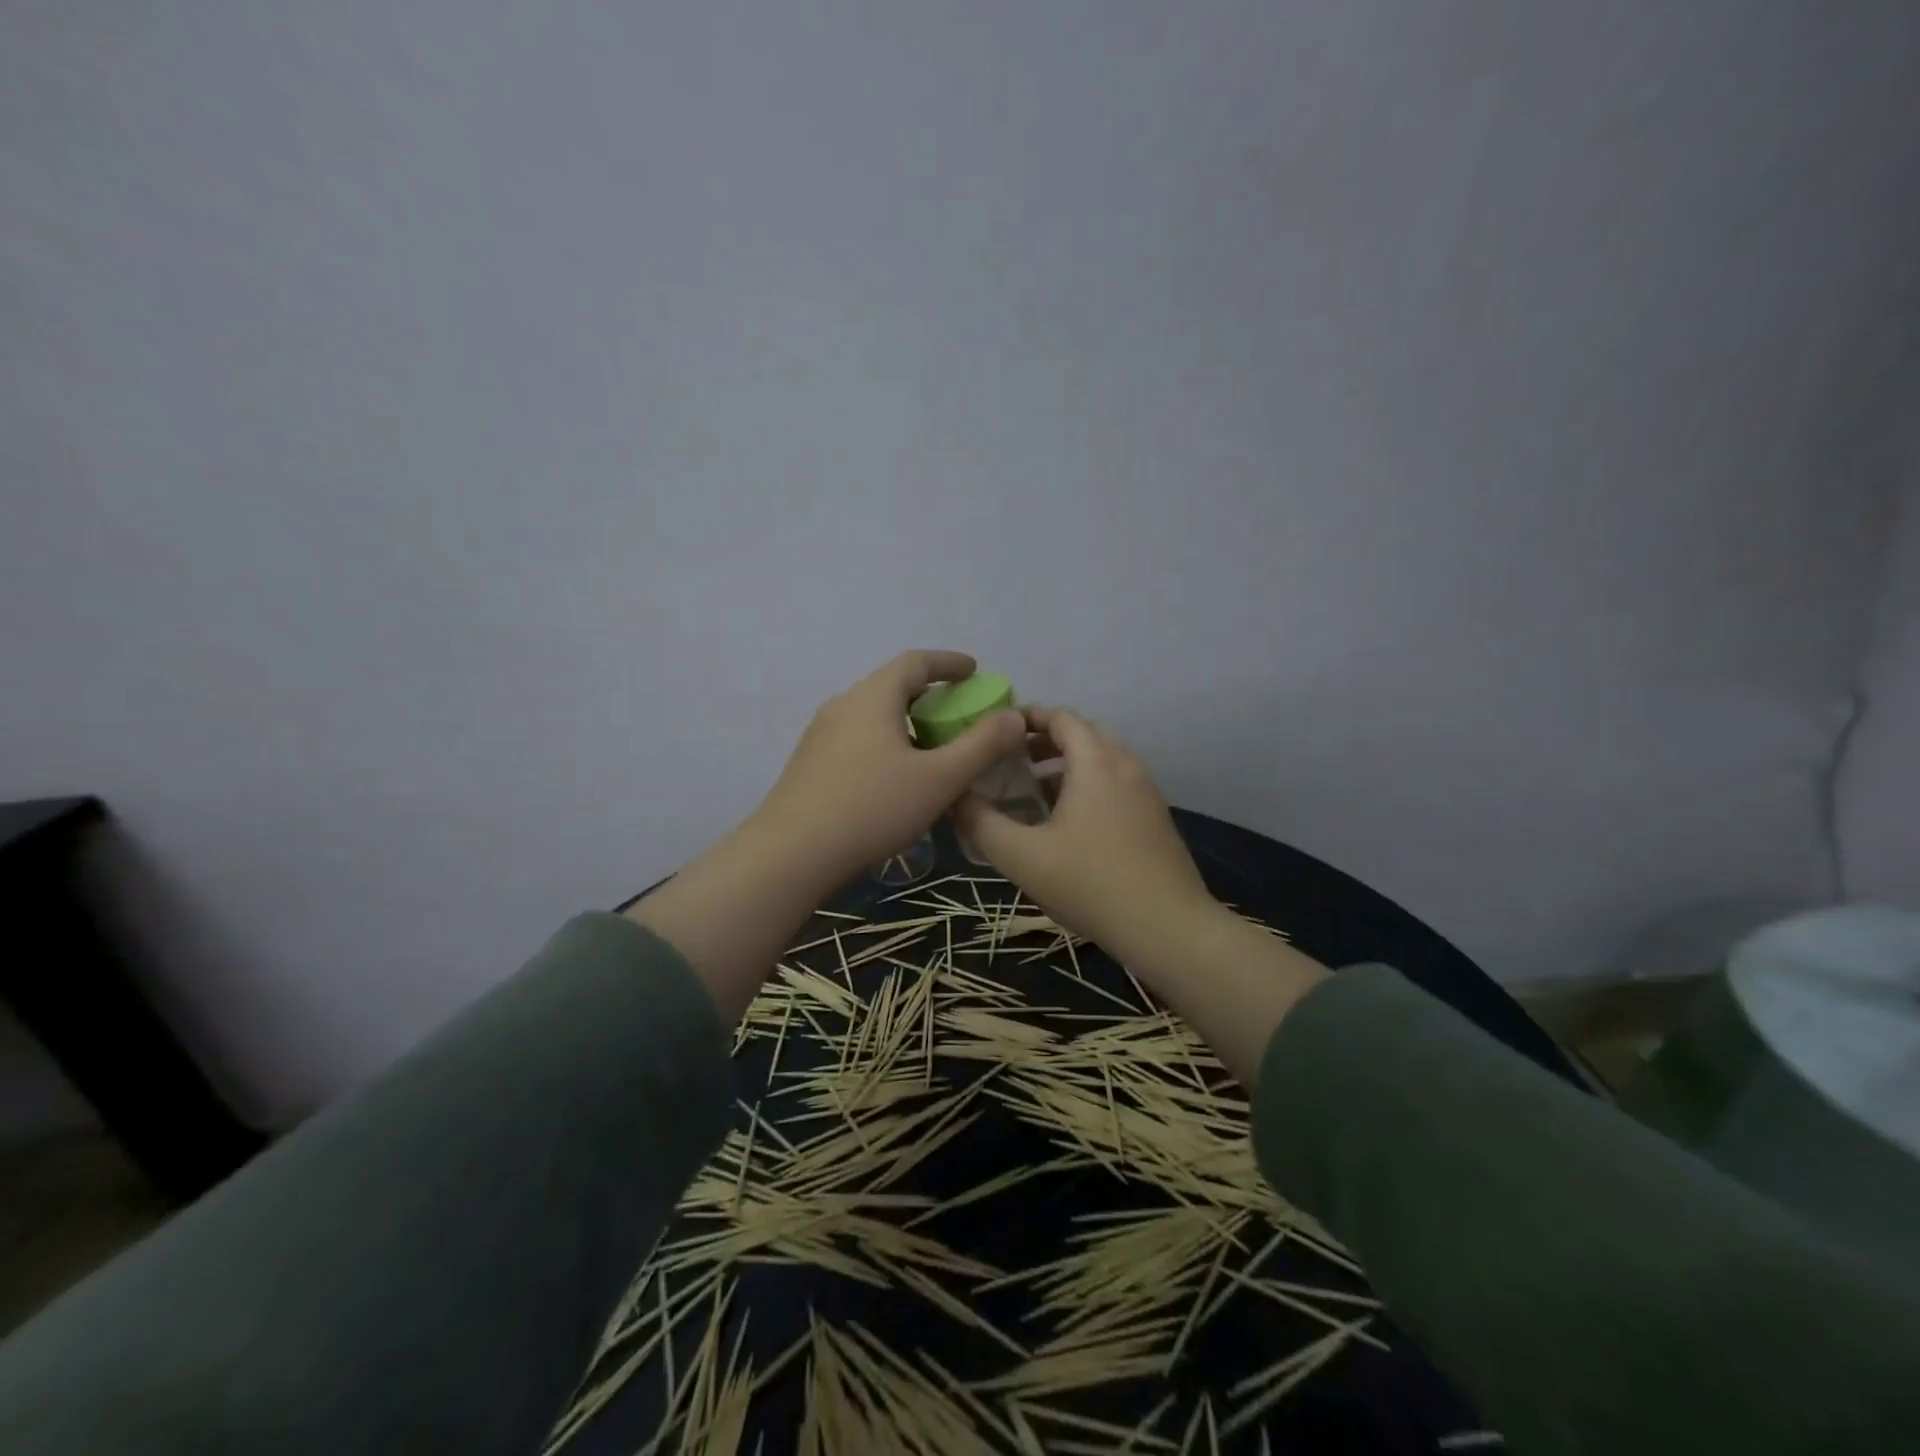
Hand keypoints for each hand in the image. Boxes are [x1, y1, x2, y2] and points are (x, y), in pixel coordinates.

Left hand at [750, 650, 1025, 885]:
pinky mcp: (809, 764)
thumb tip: (1014, 716)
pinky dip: (885, 742)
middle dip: (929, 694)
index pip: (915, 662)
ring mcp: (820, 735)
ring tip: (930, 748)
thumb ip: (981, 746)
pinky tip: (895, 777)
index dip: (948, 663)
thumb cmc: (873, 807)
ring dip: (905, 722)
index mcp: (873, 697)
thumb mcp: (939, 779)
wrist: (792, 853)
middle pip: (891, 686)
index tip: (973, 670)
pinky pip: (857, 739)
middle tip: (958, 714)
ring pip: (872, 715)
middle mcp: (843, 705)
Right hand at [954, 707, 1221, 963]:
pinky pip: (1116, 784)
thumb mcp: (1021, 857)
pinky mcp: (1156, 818)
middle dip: (1044, 742)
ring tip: (1033, 794)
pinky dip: (1088, 786)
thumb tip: (956, 797)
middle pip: (1082, 735)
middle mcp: (1125, 765)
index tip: (996, 733)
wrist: (1168, 928)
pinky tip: (1068, 824)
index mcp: (1096, 762)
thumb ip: (981, 822)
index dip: (1027, 718)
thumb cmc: (1090, 884)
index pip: (1061, 717)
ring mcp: (1146, 791)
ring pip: (1101, 761)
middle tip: (1010, 763)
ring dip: (1066, 767)